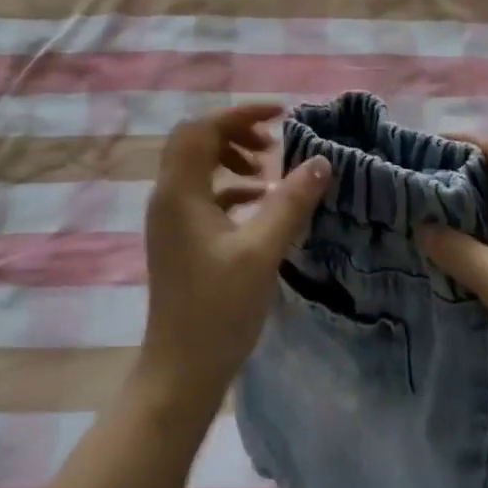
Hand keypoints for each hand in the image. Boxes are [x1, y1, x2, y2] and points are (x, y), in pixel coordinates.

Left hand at [137, 104, 331, 417]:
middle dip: (235, 131)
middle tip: (272, 142)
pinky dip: (230, 187)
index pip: (203, 129)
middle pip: (196, 141)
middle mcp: (168, 197)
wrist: (180, 374)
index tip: (281, 114)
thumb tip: (320, 161)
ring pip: (198, 166)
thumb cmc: (218, 310)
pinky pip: (202, 194)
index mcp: (179, 192)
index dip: (241, 113)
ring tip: (269, 171)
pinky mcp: (179, 239)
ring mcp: (170, 219)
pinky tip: (261, 203)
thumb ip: (290, 202)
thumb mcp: (262, 251)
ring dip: (232, 157)